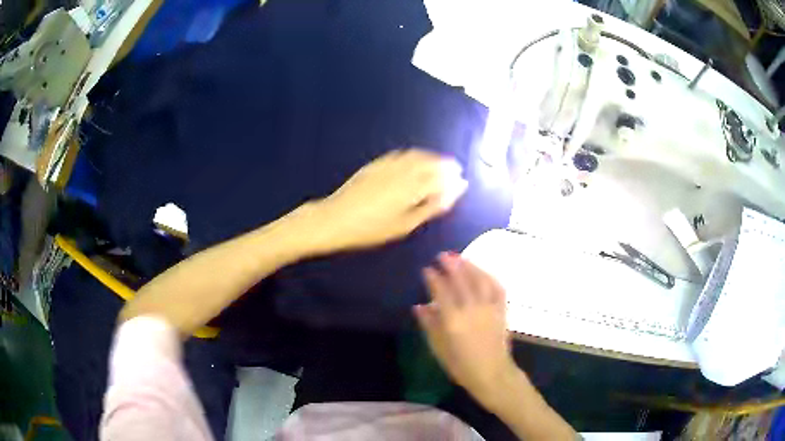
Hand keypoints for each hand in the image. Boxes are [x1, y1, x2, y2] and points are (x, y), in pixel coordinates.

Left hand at [308, 149, 467, 252]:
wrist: (335, 218)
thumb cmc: (371, 229)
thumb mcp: (404, 225)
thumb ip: (431, 207)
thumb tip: (454, 192)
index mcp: (412, 187)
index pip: (439, 177)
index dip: (452, 177)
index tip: (461, 178)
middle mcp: (402, 171)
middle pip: (429, 163)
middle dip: (444, 164)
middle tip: (454, 168)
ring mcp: (387, 165)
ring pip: (416, 156)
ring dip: (431, 157)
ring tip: (439, 162)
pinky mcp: (375, 164)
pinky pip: (400, 155)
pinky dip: (413, 155)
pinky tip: (415, 159)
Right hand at [415, 252, 516, 404]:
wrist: (492, 373)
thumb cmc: (461, 366)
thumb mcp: (439, 349)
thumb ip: (429, 325)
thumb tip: (419, 306)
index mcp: (453, 320)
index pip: (441, 292)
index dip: (434, 278)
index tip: (427, 269)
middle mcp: (472, 309)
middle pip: (461, 281)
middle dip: (451, 265)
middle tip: (443, 255)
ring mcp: (489, 308)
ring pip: (480, 280)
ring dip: (470, 266)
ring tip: (461, 257)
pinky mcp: (501, 310)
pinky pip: (497, 288)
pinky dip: (489, 277)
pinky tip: (483, 272)